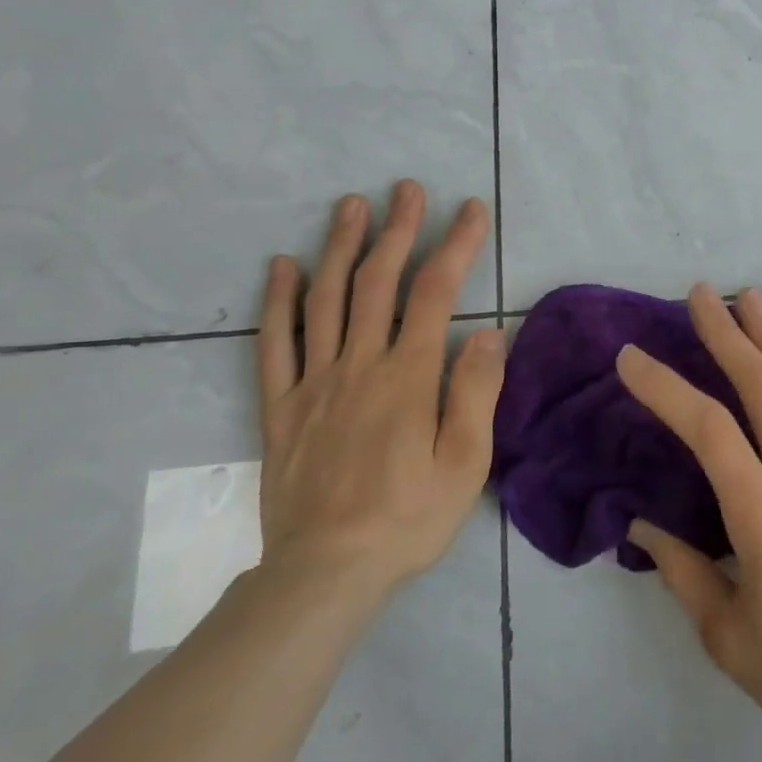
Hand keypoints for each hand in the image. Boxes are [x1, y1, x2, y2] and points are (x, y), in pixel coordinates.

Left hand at [255, 181, 502, 608]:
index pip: (435, 293)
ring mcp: (313, 383)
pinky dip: (277, 301)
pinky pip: (274, 344)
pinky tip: (282, 266)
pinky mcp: (281, 407)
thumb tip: (486, 330)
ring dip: (339, 246)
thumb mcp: (465, 463)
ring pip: (324, 299)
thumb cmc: (409, 518)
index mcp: (407, 377)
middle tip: (406, 188)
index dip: (455, 245)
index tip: (470, 210)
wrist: (325, 572)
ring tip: (351, 205)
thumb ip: (475, 392)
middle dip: (396, 229)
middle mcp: (358, 365)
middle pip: (376, 281)